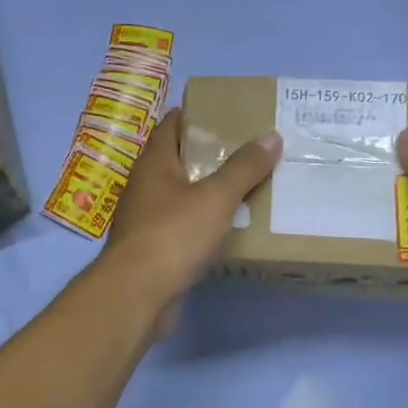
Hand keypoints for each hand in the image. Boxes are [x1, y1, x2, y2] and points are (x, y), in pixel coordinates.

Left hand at [103, 108, 280, 311]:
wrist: (136, 294)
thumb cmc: (172, 235)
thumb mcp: (215, 197)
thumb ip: (244, 168)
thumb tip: (271, 135)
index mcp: (153, 163)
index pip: (171, 125)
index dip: (196, 115)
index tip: (227, 113)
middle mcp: (145, 186)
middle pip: (178, 160)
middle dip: (210, 154)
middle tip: (249, 150)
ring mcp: (145, 219)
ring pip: (181, 195)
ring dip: (208, 191)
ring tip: (246, 186)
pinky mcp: (153, 249)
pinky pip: (182, 226)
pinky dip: (203, 222)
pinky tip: (228, 228)